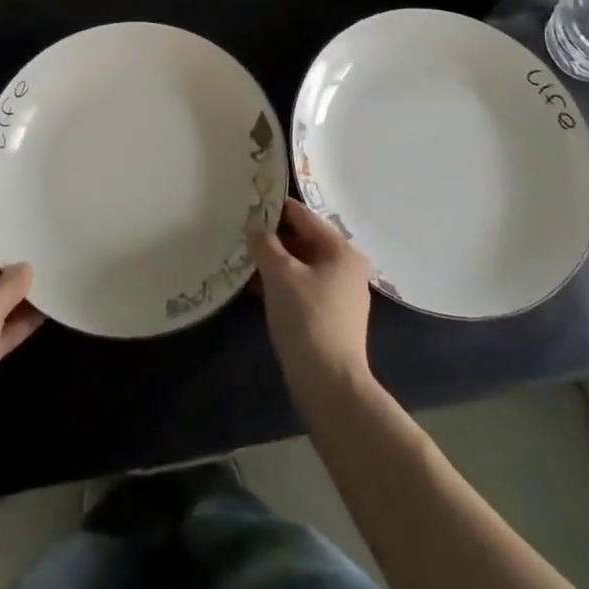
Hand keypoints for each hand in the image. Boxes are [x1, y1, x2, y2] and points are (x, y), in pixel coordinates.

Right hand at [247, 198, 373, 402]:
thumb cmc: (307, 319)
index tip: (248, 203)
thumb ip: (265, 244)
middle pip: (304, 240)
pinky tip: (256, 286)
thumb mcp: (280, 275)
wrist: (330, 385)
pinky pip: (302, 287)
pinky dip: (282, 283)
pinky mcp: (331, 318)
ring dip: (275, 262)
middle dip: (273, 237)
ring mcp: (340, 295)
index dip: (275, 208)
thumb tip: (253, 221)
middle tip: (241, 231)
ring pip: (302, 266)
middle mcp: (346, 268)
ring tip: (243, 257)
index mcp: (341, 251)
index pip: (304, 216)